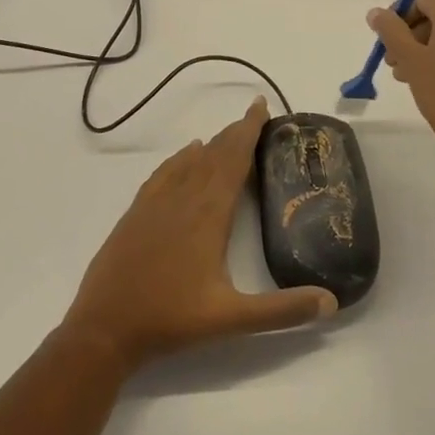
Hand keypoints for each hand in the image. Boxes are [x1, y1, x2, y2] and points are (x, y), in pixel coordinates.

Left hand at [61, 99, 336, 371]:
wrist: (104, 328)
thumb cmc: (171, 320)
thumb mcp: (232, 319)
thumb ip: (282, 310)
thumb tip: (331, 302)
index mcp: (209, 214)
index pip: (234, 160)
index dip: (249, 131)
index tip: (261, 105)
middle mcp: (184, 198)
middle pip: (214, 154)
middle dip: (236, 132)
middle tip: (254, 114)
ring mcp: (157, 203)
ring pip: (190, 161)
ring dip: (212, 144)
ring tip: (230, 133)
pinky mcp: (137, 212)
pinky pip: (164, 173)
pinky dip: (180, 158)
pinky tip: (188, 153)